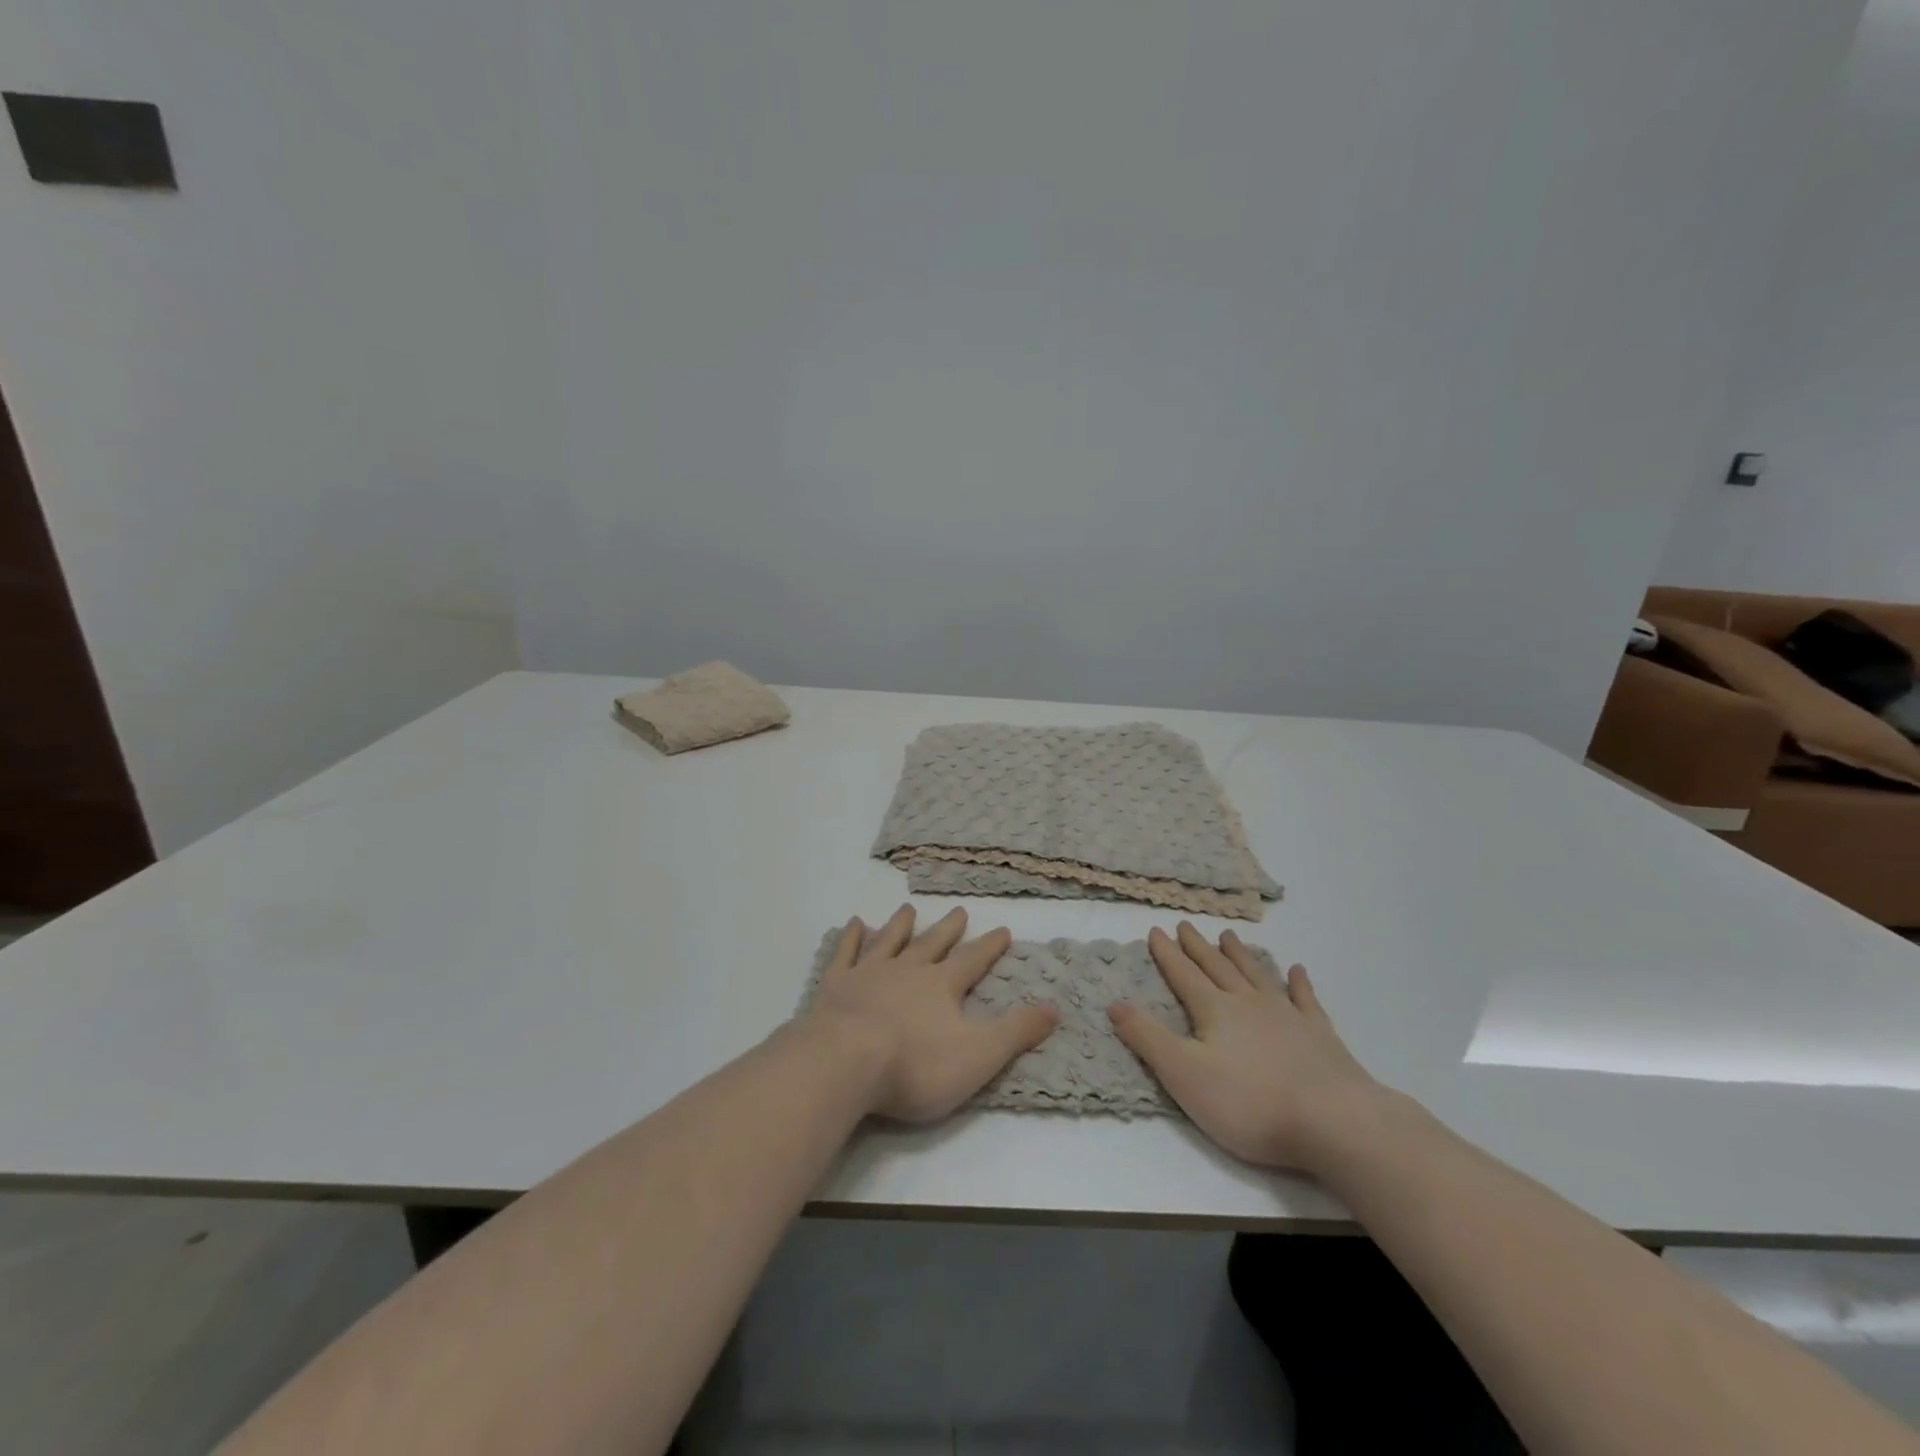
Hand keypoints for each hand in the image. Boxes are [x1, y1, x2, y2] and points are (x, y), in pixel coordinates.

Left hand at [808, 905, 1059, 1123]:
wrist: (846, 1062)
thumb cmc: (916, 1065)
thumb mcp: (979, 1055)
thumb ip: (1016, 1031)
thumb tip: (1055, 1008)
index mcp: (942, 986)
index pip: (972, 960)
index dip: (990, 946)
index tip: (1003, 929)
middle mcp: (907, 970)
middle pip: (932, 944)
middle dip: (949, 929)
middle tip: (960, 910)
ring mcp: (869, 974)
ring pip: (890, 941)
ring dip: (901, 925)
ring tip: (909, 909)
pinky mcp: (835, 985)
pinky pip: (845, 954)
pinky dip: (850, 938)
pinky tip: (854, 923)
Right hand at [1108, 922, 1383, 1173]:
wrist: (1333, 1121)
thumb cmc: (1249, 1102)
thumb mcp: (1183, 1074)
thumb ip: (1147, 1038)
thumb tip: (1114, 1003)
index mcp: (1214, 1010)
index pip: (1184, 975)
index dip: (1167, 954)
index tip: (1156, 930)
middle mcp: (1248, 1003)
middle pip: (1217, 968)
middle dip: (1198, 947)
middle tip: (1186, 925)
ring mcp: (1287, 1016)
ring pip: (1257, 975)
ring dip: (1240, 955)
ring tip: (1228, 936)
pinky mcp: (1320, 1035)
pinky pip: (1306, 1000)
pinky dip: (1299, 983)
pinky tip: (1297, 971)